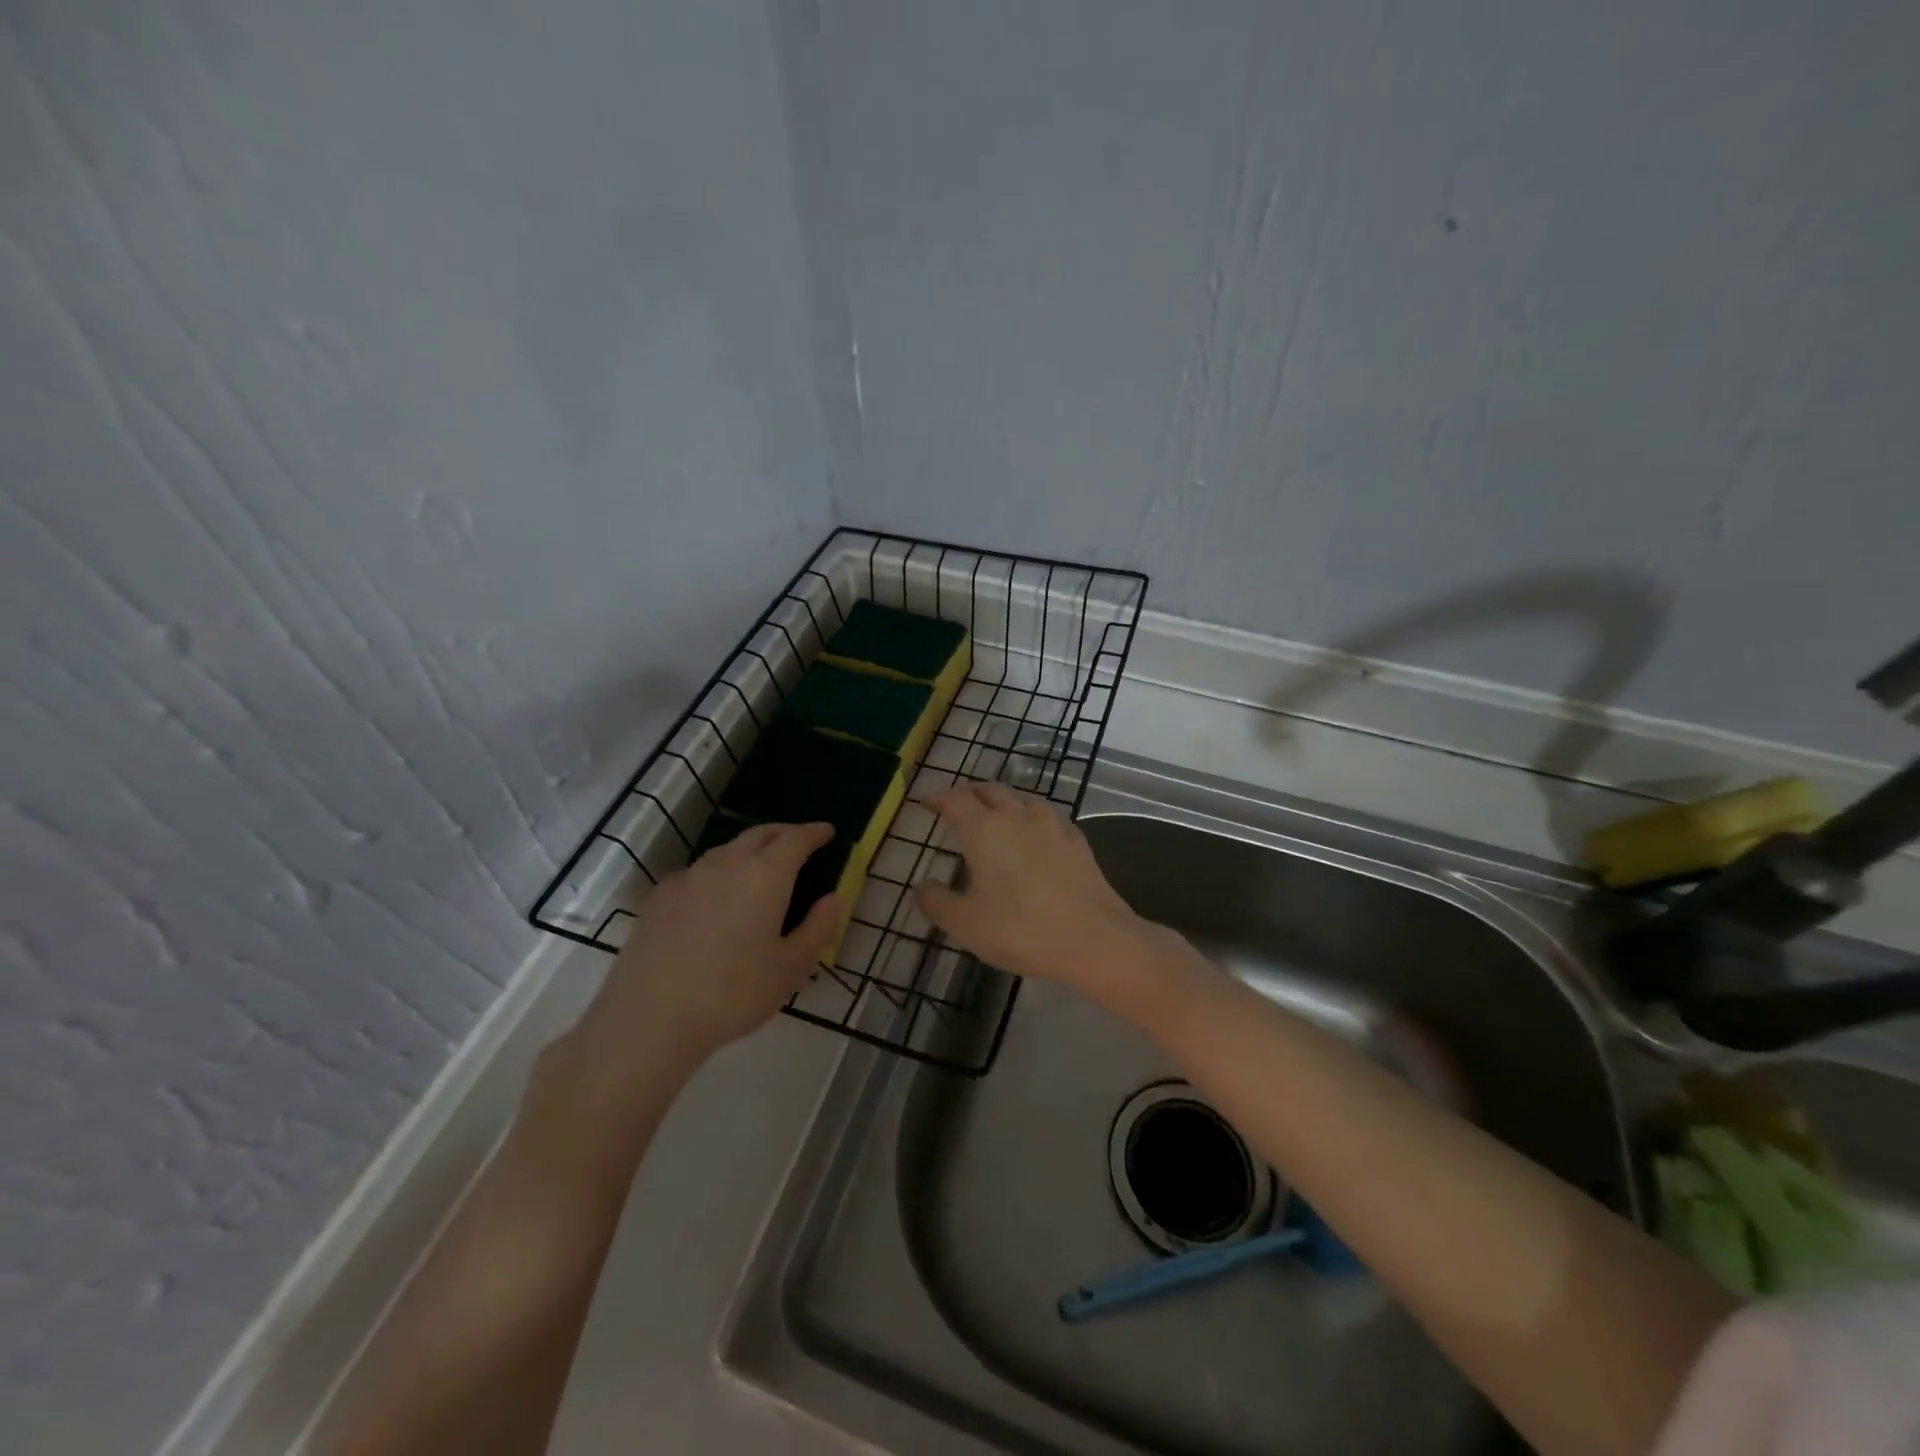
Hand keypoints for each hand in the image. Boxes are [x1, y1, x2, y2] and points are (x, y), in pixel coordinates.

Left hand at [580, 821, 842, 1064]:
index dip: (814, 832)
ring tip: (761, 868)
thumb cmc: (732, 995)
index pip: (795, 839)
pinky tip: (717, 899)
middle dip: (783, 833)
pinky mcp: (660, 897)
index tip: (827, 831)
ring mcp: (688, 878)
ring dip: (750, 850)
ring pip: (726, 850)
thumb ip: (818, 929)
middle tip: (799, 841)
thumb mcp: (790, 969)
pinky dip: (719, 872)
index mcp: (765, 876)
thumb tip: (834, 899)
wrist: (649, 1019)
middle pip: (759, 834)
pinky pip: (699, 872)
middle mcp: (726, 865)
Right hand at [913, 783, 1149, 985]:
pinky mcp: (1077, 839)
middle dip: (968, 792)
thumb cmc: (1020, 929)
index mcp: (984, 829)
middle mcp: (1017, 816)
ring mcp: (1052, 824)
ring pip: (1020, 798)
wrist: (1093, 938)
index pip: (955, 801)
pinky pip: (1046, 815)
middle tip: (956, 802)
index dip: (937, 797)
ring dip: (1001, 800)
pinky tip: (1033, 832)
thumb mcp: (966, 924)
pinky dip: (1029, 816)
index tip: (926, 801)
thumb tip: (922, 886)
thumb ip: (937, 902)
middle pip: (989, 790)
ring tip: (993, 812)